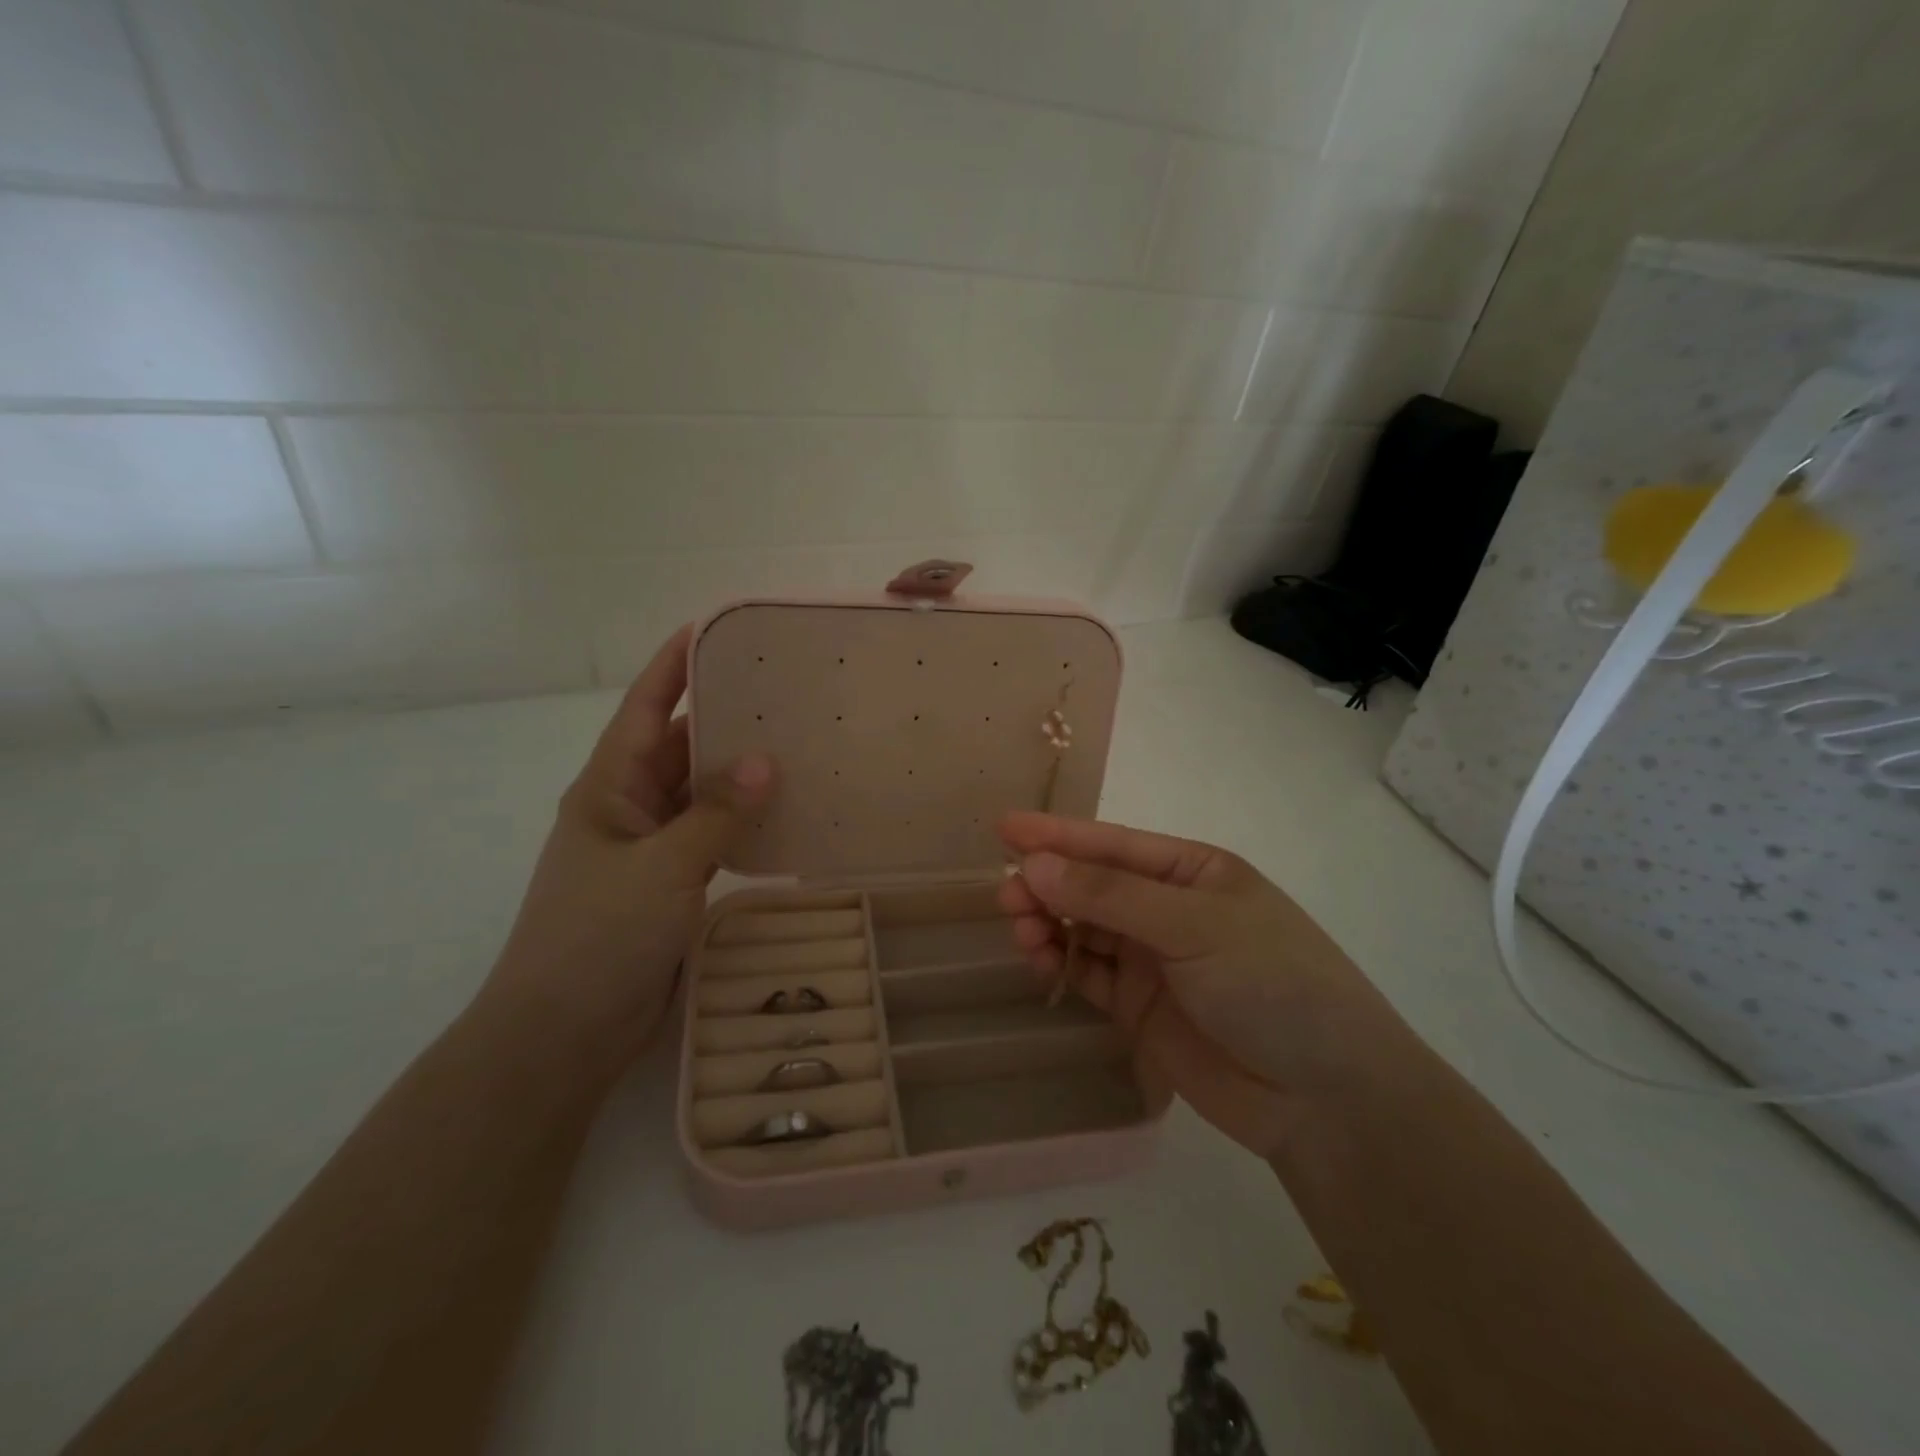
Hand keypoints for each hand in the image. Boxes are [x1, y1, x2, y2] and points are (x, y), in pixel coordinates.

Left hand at [481, 626, 774, 1070]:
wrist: (562, 1032)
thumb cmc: (597, 936)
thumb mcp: (661, 866)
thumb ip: (717, 813)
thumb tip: (768, 761)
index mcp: (609, 787)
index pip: (647, 708)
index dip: (675, 664)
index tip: (716, 628)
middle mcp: (628, 807)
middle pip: (680, 746)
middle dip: (724, 717)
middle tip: (785, 692)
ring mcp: (649, 848)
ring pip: (699, 793)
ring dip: (739, 773)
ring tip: (797, 745)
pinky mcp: (670, 883)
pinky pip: (711, 835)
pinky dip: (742, 821)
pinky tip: (784, 813)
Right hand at [996, 812, 1404, 1158]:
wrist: (1325, 1099)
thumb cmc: (1272, 983)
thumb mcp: (1194, 926)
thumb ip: (1110, 896)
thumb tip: (1034, 866)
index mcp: (1192, 871)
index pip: (1113, 845)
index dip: (1058, 835)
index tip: (1005, 828)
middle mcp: (1168, 908)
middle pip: (1092, 886)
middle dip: (1048, 885)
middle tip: (1006, 894)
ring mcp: (1153, 959)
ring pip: (1084, 929)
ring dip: (1048, 924)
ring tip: (1020, 929)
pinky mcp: (1139, 1007)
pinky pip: (1088, 974)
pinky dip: (1060, 964)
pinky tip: (1038, 960)